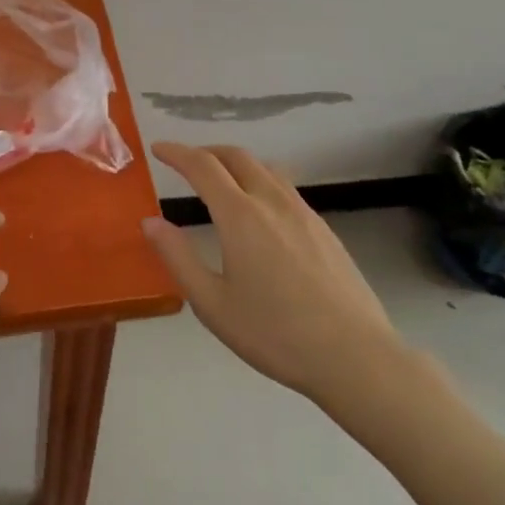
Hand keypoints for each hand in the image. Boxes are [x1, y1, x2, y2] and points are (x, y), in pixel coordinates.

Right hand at [143, 142, 404, 410]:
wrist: (354, 355)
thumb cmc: (275, 333)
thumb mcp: (212, 303)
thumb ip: (178, 257)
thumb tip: (150, 222)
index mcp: (240, 215)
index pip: (203, 166)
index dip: (177, 152)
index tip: (158, 148)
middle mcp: (272, 201)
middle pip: (237, 156)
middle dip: (206, 151)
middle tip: (186, 162)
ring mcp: (303, 212)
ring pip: (265, 168)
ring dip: (236, 164)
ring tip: (220, 182)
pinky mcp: (324, 228)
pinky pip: (285, 188)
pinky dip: (260, 182)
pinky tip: (259, 212)